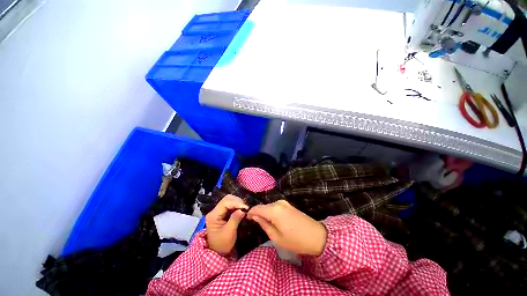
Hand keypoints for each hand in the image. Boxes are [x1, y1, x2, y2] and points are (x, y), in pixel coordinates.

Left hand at [205, 195, 248, 254]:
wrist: (218, 252)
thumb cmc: (222, 244)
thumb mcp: (229, 233)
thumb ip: (235, 219)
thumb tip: (242, 210)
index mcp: (213, 215)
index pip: (225, 202)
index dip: (236, 202)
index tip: (246, 207)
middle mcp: (215, 211)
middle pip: (227, 199)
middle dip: (237, 201)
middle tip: (246, 208)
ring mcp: (219, 211)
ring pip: (229, 200)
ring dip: (238, 202)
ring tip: (244, 208)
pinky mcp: (223, 213)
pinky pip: (231, 205)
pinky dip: (237, 205)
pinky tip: (242, 209)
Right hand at [247, 200, 326, 255]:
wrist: (317, 236)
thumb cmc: (295, 240)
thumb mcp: (276, 237)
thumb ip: (264, 224)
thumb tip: (255, 217)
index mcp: (274, 210)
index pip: (257, 208)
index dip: (250, 213)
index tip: (247, 219)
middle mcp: (278, 202)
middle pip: (263, 206)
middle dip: (258, 213)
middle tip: (256, 224)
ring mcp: (284, 202)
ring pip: (269, 206)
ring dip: (265, 213)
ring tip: (265, 224)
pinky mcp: (288, 204)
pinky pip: (275, 207)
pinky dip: (272, 212)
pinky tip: (274, 220)